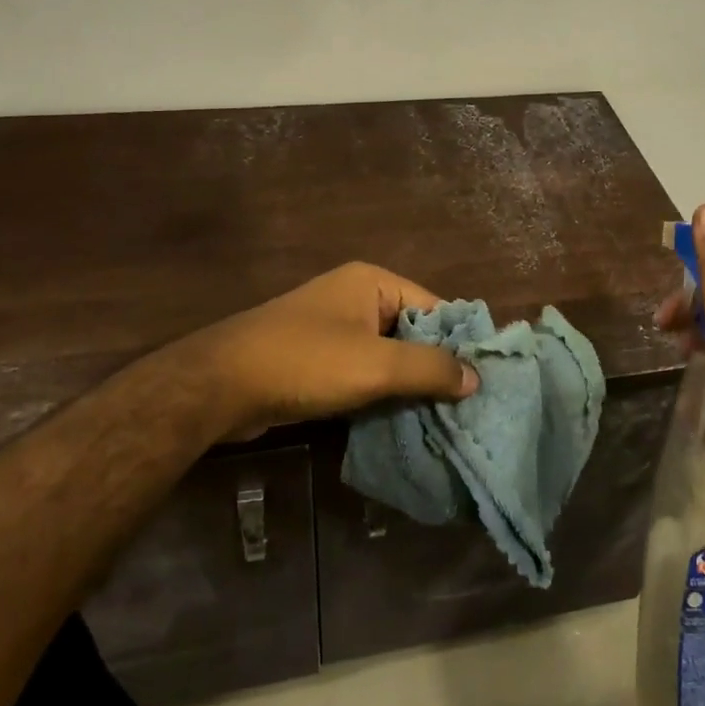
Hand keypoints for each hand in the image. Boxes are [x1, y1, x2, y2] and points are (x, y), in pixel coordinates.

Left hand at [170, 262, 479, 439]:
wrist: (221, 386)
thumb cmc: (306, 362)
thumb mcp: (376, 365)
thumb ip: (430, 369)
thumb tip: (476, 378)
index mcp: (373, 282)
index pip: (435, 308)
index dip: (459, 343)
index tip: (483, 382)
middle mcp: (357, 298)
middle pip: (413, 332)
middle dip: (435, 369)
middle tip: (468, 408)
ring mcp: (335, 329)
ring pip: (389, 357)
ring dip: (409, 386)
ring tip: (444, 420)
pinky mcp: (318, 360)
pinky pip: (364, 373)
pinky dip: (382, 394)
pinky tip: (404, 422)